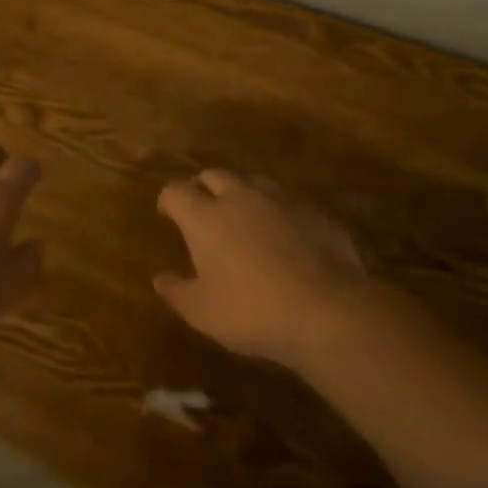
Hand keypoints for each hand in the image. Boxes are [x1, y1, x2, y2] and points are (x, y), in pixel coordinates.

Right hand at [154, 170, 369, 367]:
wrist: (328, 311)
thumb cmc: (252, 311)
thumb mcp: (202, 312)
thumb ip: (177, 292)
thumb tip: (160, 279)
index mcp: (205, 216)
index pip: (176, 191)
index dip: (169, 200)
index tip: (167, 214)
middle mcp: (240, 197)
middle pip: (214, 175)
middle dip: (203, 187)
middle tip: (203, 209)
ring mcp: (281, 201)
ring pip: (253, 182)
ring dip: (241, 194)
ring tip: (243, 218)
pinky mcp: (315, 213)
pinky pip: (288, 204)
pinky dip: (277, 214)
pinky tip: (284, 238)